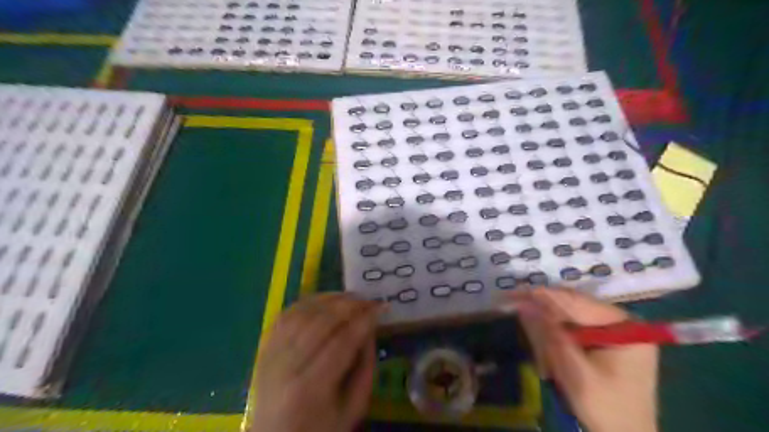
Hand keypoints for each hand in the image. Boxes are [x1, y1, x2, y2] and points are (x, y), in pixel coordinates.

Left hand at [253, 293, 381, 430]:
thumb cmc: (319, 430)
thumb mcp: (353, 408)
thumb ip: (366, 368)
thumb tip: (370, 329)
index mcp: (310, 389)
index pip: (342, 342)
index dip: (365, 320)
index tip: (382, 306)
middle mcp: (286, 367)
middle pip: (321, 322)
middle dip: (350, 304)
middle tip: (369, 299)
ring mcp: (271, 355)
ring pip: (302, 313)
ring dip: (330, 298)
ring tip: (351, 297)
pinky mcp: (265, 348)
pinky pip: (287, 314)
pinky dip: (308, 302)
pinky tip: (325, 300)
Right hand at [509, 289, 660, 431]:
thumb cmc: (605, 407)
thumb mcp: (573, 370)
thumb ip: (549, 334)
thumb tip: (524, 304)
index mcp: (625, 327)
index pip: (577, 302)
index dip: (543, 296)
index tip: (514, 292)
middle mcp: (622, 322)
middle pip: (574, 307)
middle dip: (544, 311)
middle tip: (513, 305)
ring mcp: (615, 330)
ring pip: (571, 316)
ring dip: (548, 324)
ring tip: (528, 328)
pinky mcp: (606, 340)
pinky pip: (575, 328)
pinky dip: (557, 335)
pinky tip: (545, 346)